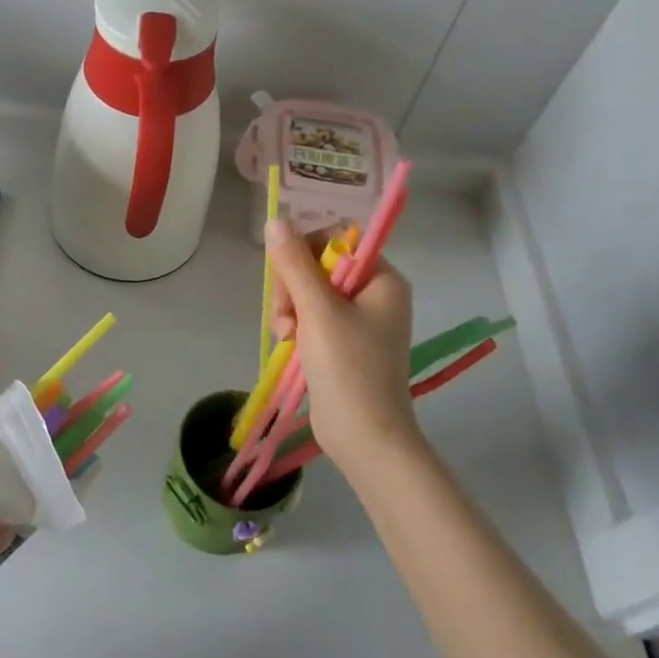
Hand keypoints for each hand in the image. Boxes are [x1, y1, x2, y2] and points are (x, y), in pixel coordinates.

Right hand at [267, 217, 422, 473]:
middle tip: (288, 316)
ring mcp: (358, 320)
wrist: (365, 437)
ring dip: (290, 309)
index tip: (290, 278)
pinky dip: (296, 327)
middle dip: (293, 288)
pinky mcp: (343, 343)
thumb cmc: (348, 368)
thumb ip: (294, 263)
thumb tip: (275, 220)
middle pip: (318, 266)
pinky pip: (311, 317)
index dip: (306, 253)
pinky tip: (289, 344)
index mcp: (382, 279)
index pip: (337, 241)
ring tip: (288, 335)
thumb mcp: (318, 310)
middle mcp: (374, 294)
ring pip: (308, 293)